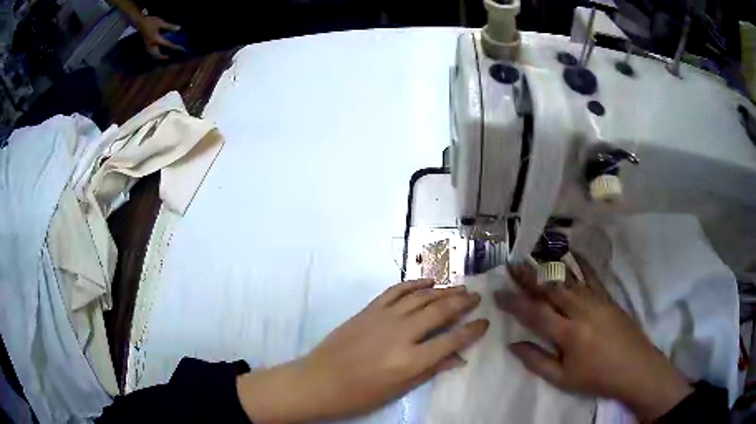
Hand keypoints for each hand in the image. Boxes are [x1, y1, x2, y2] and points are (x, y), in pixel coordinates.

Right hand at [135, 15, 183, 58]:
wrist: (140, 23)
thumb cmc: (151, 21)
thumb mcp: (161, 23)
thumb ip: (170, 26)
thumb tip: (179, 29)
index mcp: (156, 40)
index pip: (167, 45)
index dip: (175, 47)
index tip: (181, 49)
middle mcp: (151, 45)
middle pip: (158, 55)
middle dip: (164, 57)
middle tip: (171, 56)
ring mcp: (147, 46)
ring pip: (154, 55)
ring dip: (159, 57)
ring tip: (165, 56)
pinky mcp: (146, 45)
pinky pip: (151, 52)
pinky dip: (156, 54)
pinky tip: (159, 52)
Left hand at [237, 279, 488, 422]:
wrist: (319, 381)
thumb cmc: (360, 394)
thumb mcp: (399, 390)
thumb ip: (431, 370)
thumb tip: (458, 357)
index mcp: (411, 360)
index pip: (451, 340)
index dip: (472, 330)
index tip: (484, 322)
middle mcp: (401, 334)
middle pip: (439, 311)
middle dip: (462, 303)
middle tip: (476, 297)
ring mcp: (384, 317)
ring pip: (421, 297)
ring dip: (443, 290)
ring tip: (460, 288)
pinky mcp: (369, 309)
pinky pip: (396, 290)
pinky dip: (414, 283)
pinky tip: (428, 281)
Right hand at [498, 257, 692, 421]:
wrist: (634, 367)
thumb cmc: (597, 377)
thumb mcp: (563, 379)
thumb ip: (537, 361)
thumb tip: (513, 345)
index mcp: (568, 334)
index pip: (535, 313)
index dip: (515, 302)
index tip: (498, 293)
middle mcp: (581, 311)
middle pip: (551, 289)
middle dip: (529, 277)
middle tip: (511, 265)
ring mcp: (596, 300)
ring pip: (569, 280)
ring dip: (549, 268)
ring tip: (533, 257)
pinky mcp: (608, 297)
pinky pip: (592, 276)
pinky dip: (581, 263)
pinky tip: (573, 253)